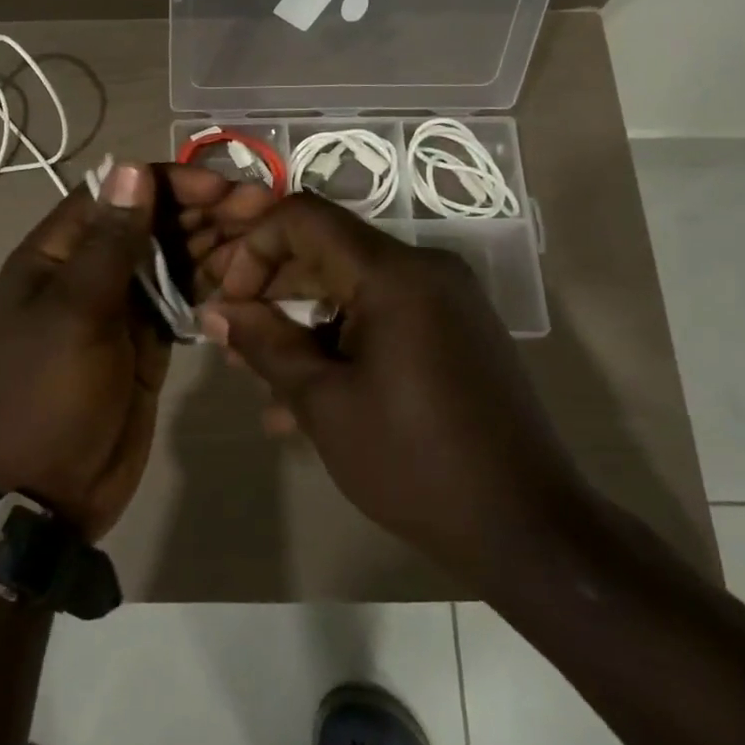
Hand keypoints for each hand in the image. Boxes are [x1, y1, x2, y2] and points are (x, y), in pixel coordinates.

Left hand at [0, 161, 271, 540]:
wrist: (43, 493)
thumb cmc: (48, 395)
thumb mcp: (75, 313)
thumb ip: (109, 242)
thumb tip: (129, 167)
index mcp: (55, 254)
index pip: (114, 195)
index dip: (166, 183)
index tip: (219, 187)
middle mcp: (87, 271)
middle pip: (148, 224)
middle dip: (201, 211)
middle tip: (260, 207)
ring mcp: (119, 308)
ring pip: (170, 260)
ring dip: (212, 244)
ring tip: (264, 236)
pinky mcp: (145, 341)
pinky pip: (180, 300)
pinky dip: (210, 285)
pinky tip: (247, 276)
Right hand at [194, 193, 588, 585]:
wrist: (527, 527)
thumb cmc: (414, 462)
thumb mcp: (324, 403)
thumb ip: (265, 345)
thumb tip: (216, 312)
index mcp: (395, 274)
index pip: (304, 217)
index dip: (254, 249)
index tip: (232, 303)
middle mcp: (425, 270)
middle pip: (327, 251)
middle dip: (272, 294)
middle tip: (236, 345)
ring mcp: (445, 300)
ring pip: (350, 290)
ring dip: (302, 328)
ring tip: (265, 385)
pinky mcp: (454, 330)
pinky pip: (382, 316)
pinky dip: (341, 343)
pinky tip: (308, 402)